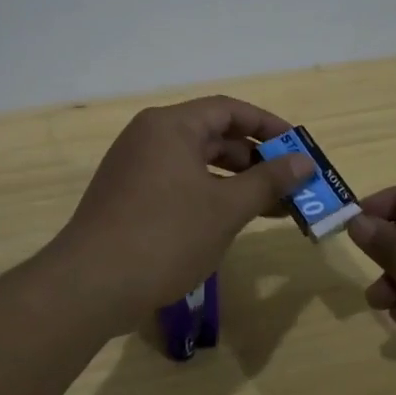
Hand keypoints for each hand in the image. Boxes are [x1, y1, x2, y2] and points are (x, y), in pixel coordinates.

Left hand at [53, 96, 315, 316]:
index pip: (228, 110)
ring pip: (196, 164)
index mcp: (170, 126)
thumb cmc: (165, 236)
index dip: (268, 126)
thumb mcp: (225, 208)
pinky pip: (178, 184)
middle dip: (255, 160)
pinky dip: (208, 196)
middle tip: (291, 184)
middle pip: (213, 136)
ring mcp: (134, 168)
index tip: (298, 148)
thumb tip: (304, 162)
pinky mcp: (128, 197)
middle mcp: (149, 137)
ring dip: (235, 183)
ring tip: (272, 208)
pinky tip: (231, 221)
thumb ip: (268, 182)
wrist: (91, 284)